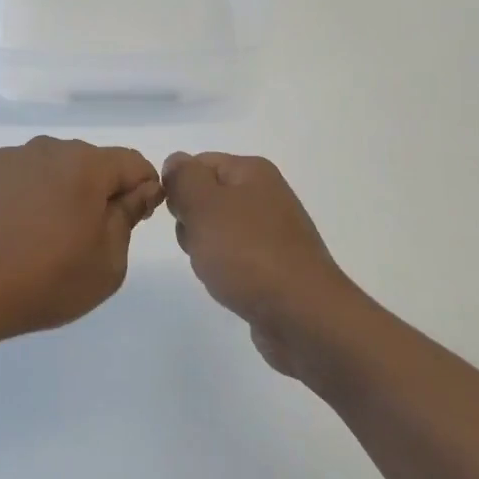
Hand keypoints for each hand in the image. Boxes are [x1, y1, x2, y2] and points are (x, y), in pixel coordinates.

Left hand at [0, 137, 163, 345]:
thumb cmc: (45, 281)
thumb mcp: (107, 263)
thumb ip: (128, 217)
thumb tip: (140, 190)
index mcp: (85, 166)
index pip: (131, 163)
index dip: (141, 189)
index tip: (131, 219)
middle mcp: (45, 149)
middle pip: (85, 162)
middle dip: (92, 190)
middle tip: (80, 235)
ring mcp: (5, 157)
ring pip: (44, 168)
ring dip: (51, 191)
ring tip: (35, 235)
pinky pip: (9, 177)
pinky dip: (15, 195)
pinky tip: (4, 230)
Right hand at [163, 151, 361, 381]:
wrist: (302, 315)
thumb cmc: (247, 253)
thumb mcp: (203, 204)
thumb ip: (183, 177)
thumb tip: (176, 163)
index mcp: (252, 172)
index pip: (197, 164)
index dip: (179, 188)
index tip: (178, 216)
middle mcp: (266, 195)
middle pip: (206, 198)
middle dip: (191, 222)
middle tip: (199, 244)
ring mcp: (273, 232)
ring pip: (216, 231)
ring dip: (204, 250)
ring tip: (215, 270)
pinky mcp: (275, 265)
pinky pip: (234, 258)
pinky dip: (225, 271)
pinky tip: (229, 286)